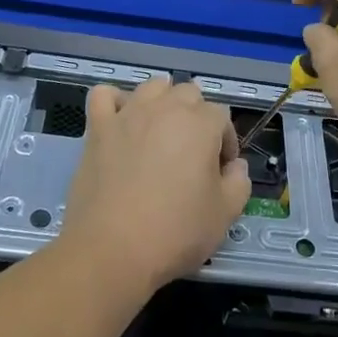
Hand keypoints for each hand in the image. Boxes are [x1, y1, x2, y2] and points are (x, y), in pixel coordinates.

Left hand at [59, 78, 250, 298]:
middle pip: (189, 93)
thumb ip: (239, 182)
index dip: (225, 142)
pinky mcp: (98, 127)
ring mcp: (129, 114)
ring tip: (160, 133)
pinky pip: (104, 95)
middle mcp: (166, 108)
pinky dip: (114, 102)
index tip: (219, 172)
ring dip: (162, 102)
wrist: (112, 250)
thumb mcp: (225, 215)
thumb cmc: (175, 232)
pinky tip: (120, 122)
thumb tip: (235, 166)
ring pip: (152, 86)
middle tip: (191, 154)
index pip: (222, 116)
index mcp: (201, 124)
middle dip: (196, 117)